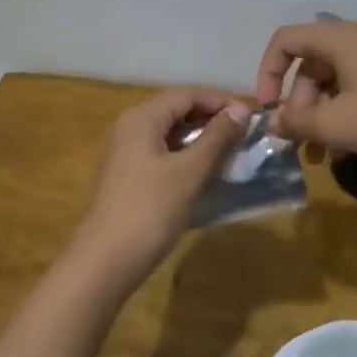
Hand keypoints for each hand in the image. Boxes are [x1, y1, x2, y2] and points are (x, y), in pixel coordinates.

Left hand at [66, 88, 250, 296]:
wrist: (105, 261)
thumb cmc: (150, 211)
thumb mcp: (189, 172)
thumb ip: (216, 138)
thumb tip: (240, 110)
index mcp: (141, 119)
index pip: (186, 95)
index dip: (219, 101)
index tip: (251, 115)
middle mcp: (129, 128)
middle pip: (175, 110)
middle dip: (210, 118)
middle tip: (244, 133)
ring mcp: (124, 153)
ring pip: (168, 133)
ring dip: (199, 138)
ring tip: (231, 151)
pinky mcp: (126, 176)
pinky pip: (160, 153)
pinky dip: (184, 155)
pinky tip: (204, 171)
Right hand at [255, 18, 356, 170]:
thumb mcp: (337, 125)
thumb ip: (297, 122)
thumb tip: (274, 121)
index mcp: (342, 38)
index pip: (286, 40)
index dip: (268, 72)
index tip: (270, 109)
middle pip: (312, 62)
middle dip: (299, 103)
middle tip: (302, 140)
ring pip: (336, 78)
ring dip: (322, 113)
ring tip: (322, 153)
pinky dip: (346, 111)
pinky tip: (350, 146)